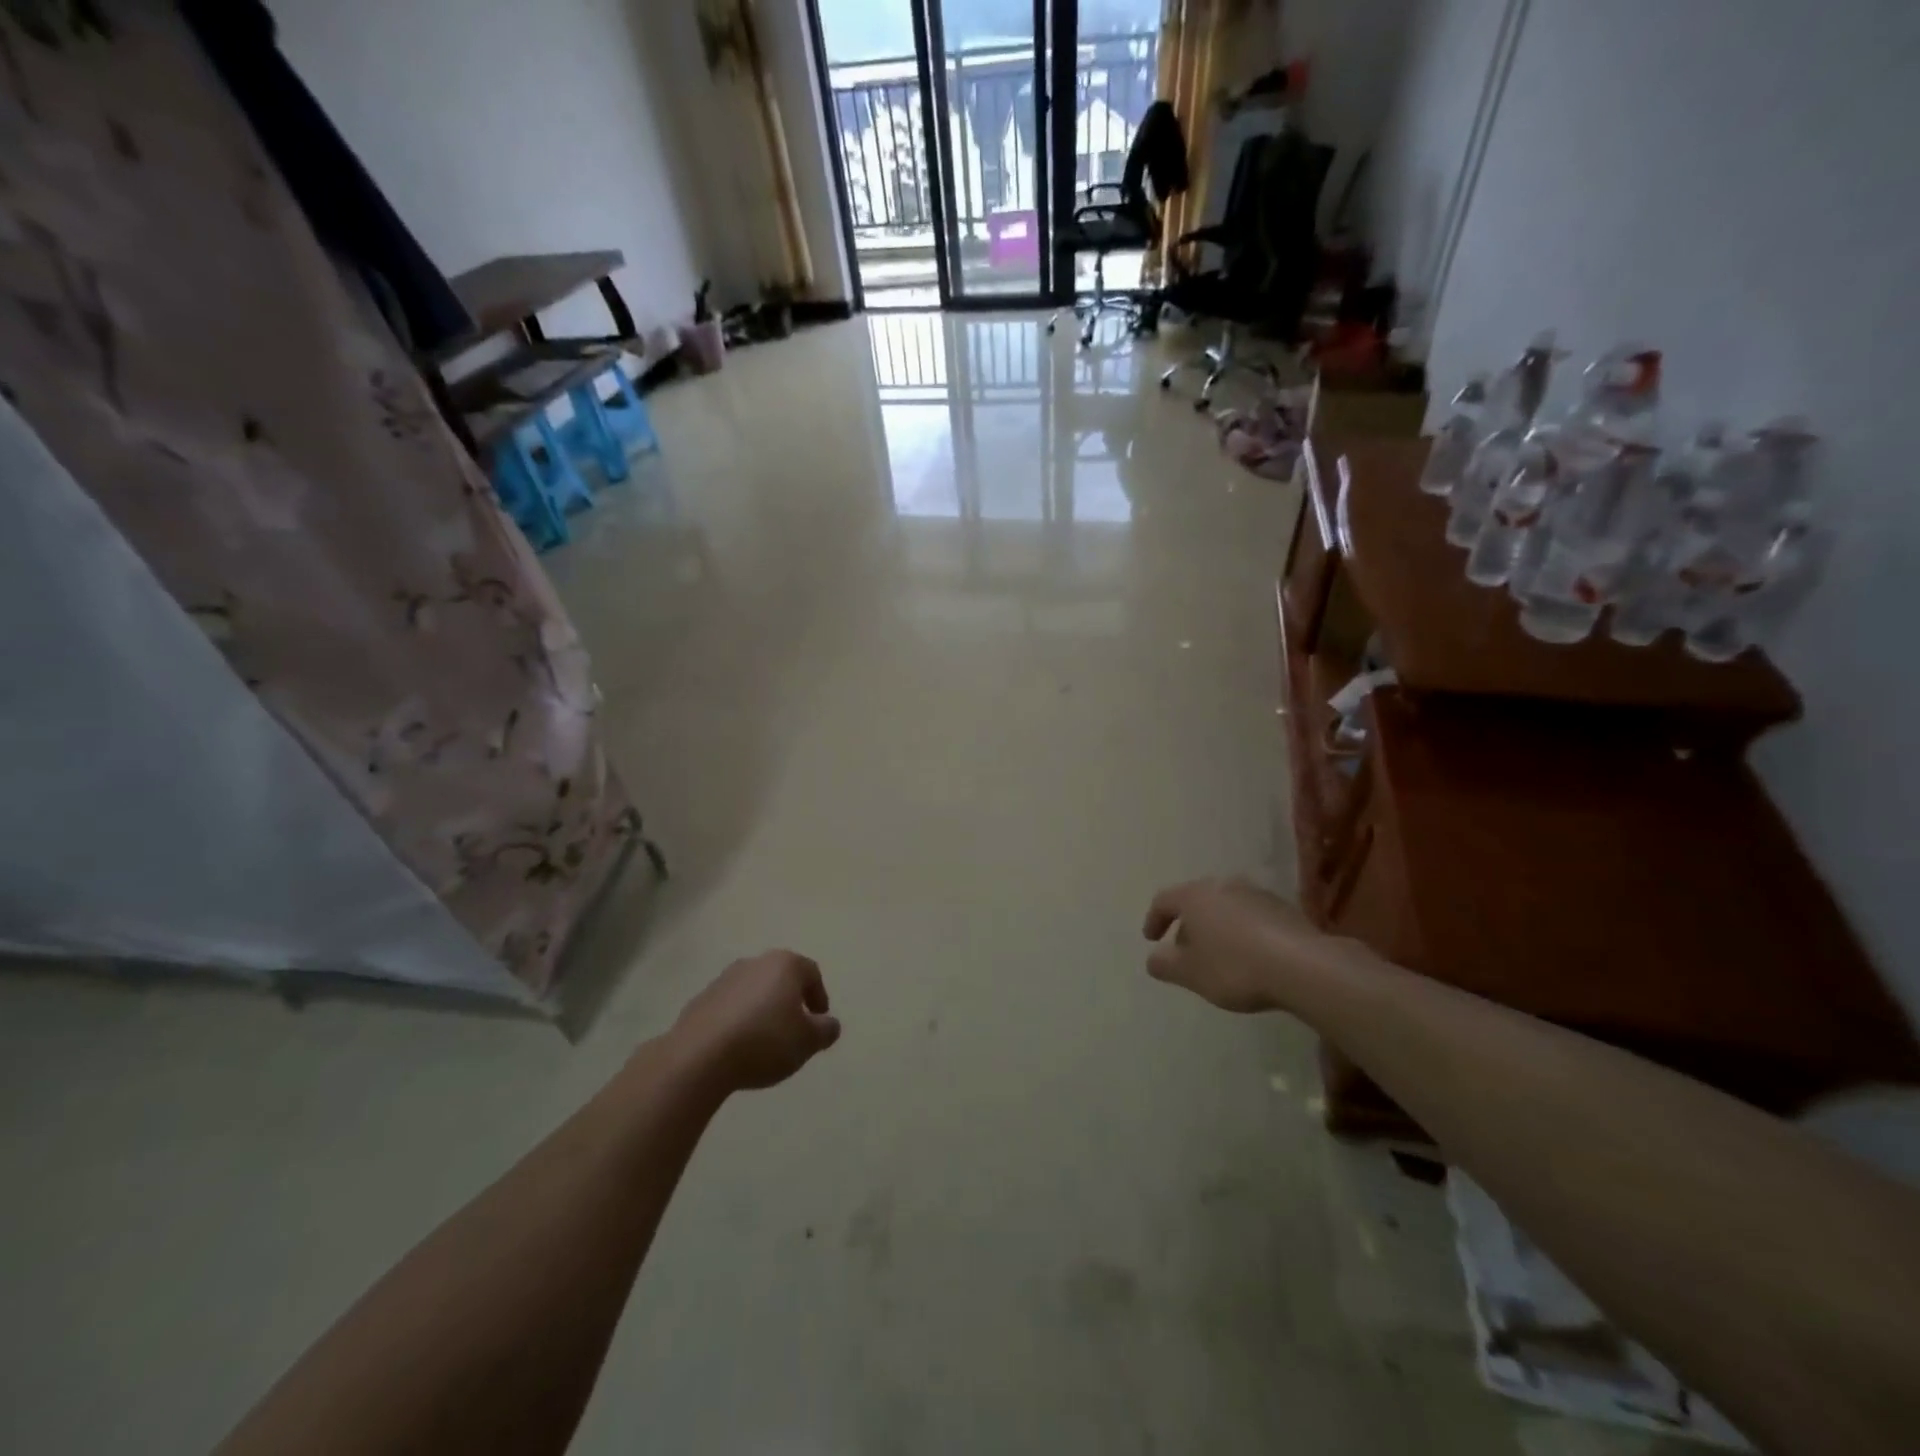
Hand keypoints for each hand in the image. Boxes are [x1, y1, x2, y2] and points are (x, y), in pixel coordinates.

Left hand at [672, 951, 841, 1091]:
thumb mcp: (808, 1041)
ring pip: (753, 991)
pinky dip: (738, 1020)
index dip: (819, 996)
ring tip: (764, 1041)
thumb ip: (826, 1030)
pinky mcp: (700, 1000)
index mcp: (784, 965)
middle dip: (790, 1001)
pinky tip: (737, 1046)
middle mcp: (754, 963)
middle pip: (780, 978)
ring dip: (762, 1010)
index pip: (811, 973)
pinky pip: (729, 1007)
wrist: (700, 1057)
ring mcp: (723, 979)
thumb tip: (829, 1024)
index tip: (819, 1020)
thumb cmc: (765, 1041)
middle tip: (794, 1029)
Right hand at [1142, 877, 1325, 1012]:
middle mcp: (1224, 886)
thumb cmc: (1235, 967)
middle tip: (1185, 950)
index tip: (1151, 939)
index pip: (1164, 900)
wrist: (1303, 966)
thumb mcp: (1190, 974)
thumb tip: (1153, 958)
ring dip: (1216, 928)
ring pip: (1225, 907)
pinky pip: (1251, 917)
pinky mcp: (1284, 908)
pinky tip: (1250, 956)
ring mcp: (1256, 894)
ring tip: (1218, 956)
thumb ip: (1165, 965)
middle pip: (1196, 901)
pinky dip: (1242, 932)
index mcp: (1195, 896)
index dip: (1154, 919)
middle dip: (1188, 925)